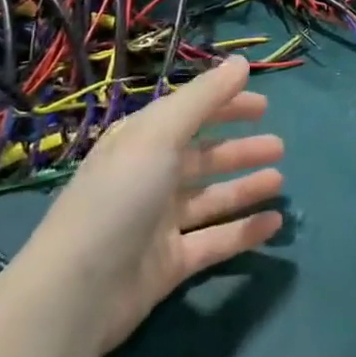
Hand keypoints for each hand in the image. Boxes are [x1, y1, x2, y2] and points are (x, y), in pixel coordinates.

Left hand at [14, 57, 284, 353]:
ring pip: (211, 198)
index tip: (264, 105)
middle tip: (279, 146)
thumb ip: (204, 98)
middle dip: (239, 149)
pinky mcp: (169, 264)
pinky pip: (214, 241)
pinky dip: (243, 231)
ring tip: (279, 180)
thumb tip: (241, 62)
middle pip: (202, 157)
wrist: (75, 294)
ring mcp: (158, 223)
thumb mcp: (159, 136)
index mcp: (139, 143)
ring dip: (245, 187)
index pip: (188, 114)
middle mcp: (148, 178)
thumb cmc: (119, 198)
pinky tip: (273, 222)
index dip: (224, 105)